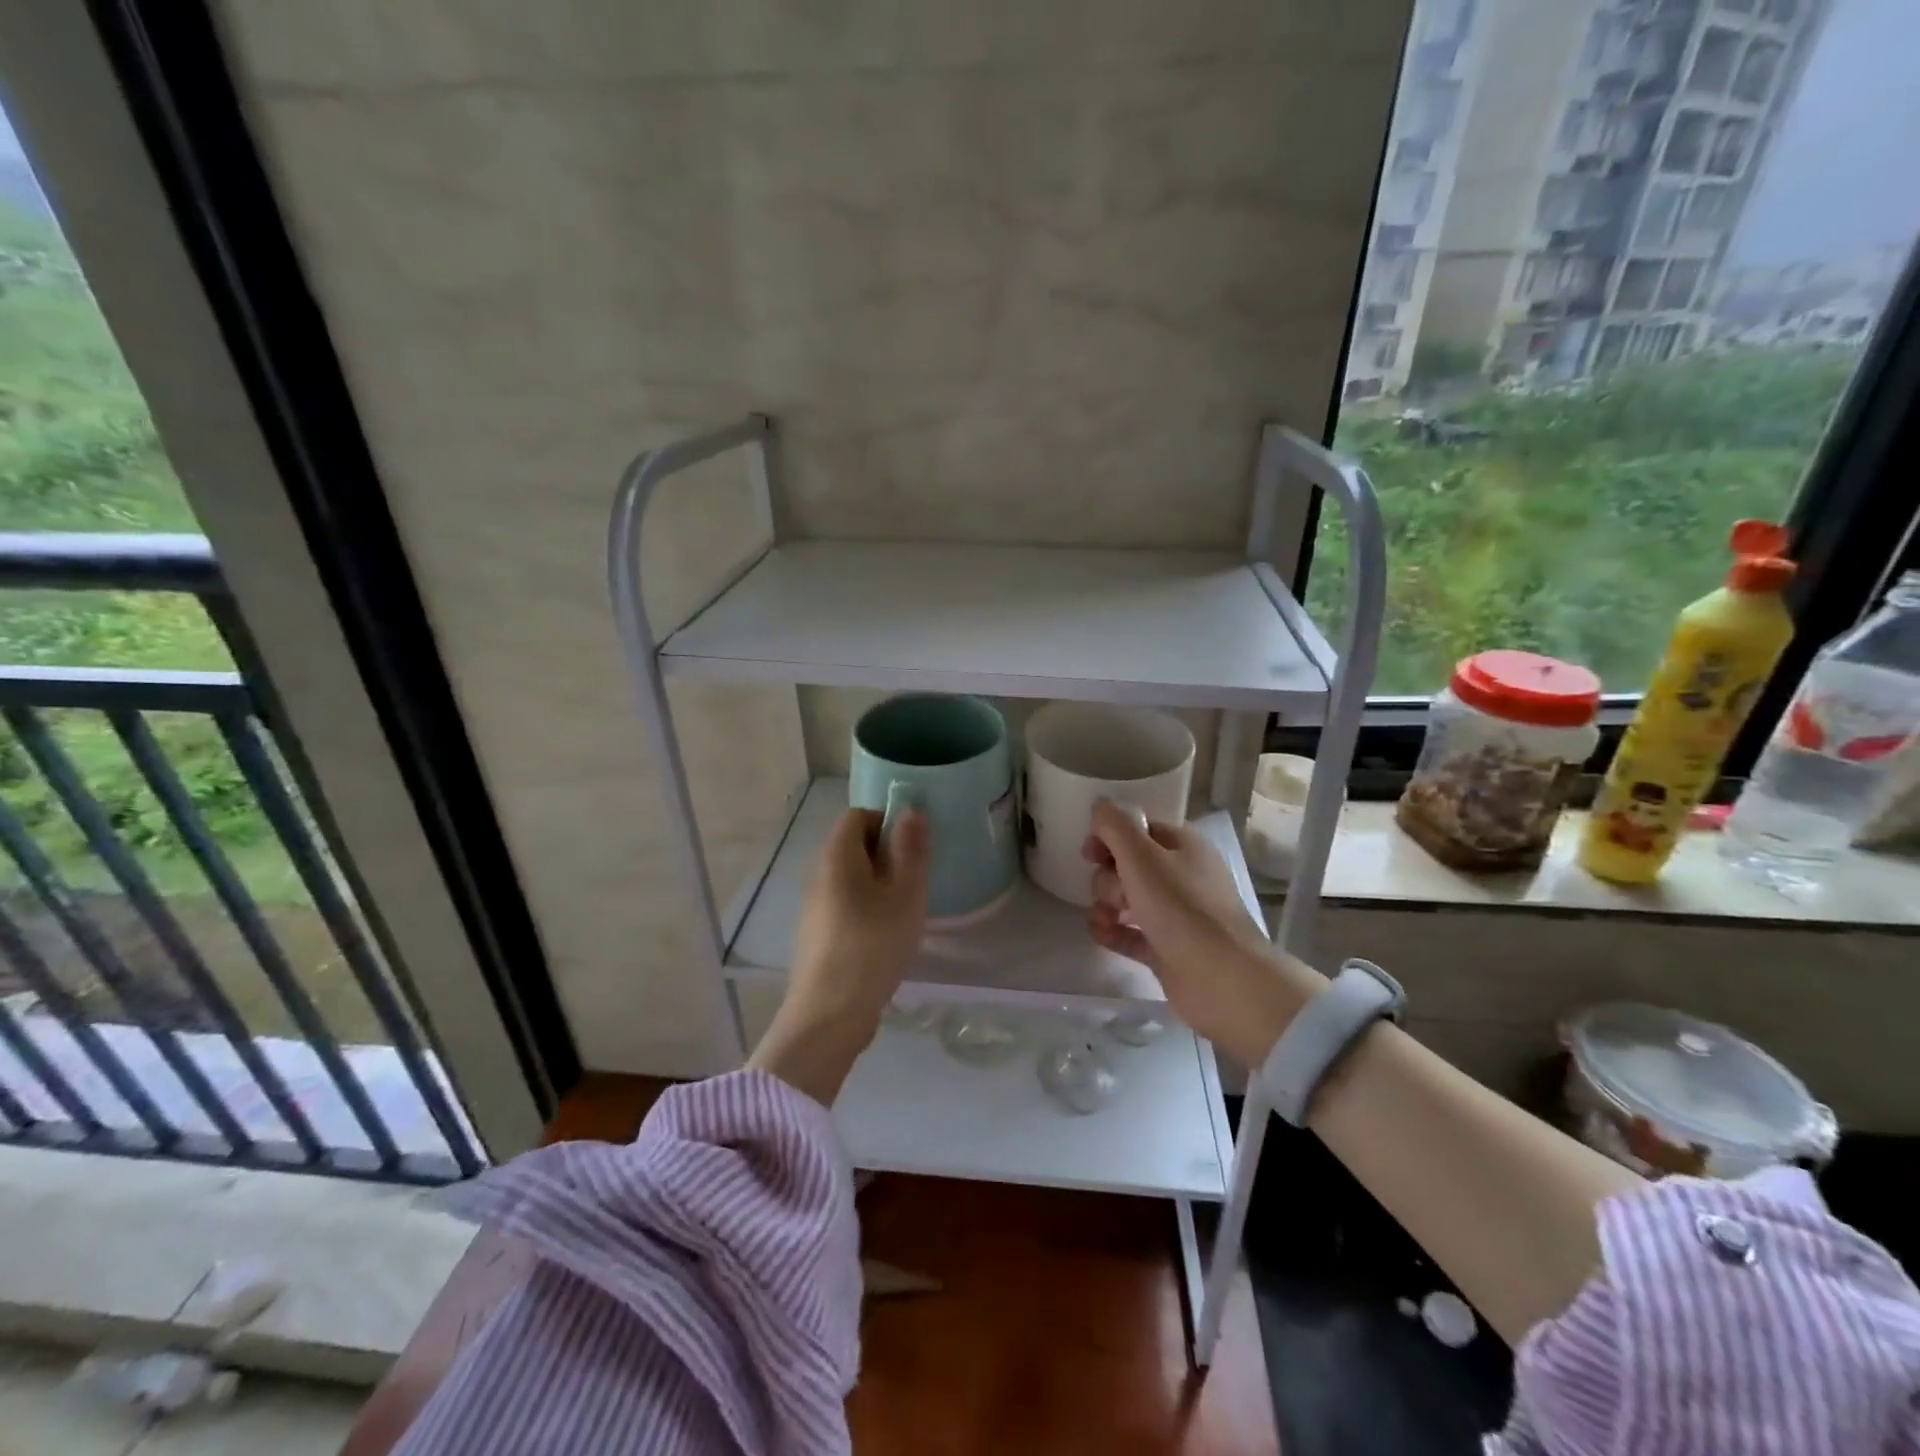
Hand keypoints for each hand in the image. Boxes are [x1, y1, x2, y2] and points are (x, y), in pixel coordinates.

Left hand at [749, 807, 928, 1102]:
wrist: (830, 1014)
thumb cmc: (873, 945)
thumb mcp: (905, 893)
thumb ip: (910, 848)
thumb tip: (910, 809)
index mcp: (837, 855)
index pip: (859, 815)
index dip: (889, 822)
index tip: (915, 848)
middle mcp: (818, 872)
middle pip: (854, 845)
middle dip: (888, 854)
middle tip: (916, 881)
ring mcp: (814, 905)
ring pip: (851, 877)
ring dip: (880, 884)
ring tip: (905, 911)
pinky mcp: (817, 933)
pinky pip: (845, 903)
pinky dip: (867, 908)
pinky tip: (886, 936)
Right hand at [1082, 800, 1324, 1066]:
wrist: (1222, 978)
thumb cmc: (1181, 907)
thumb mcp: (1141, 856)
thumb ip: (1115, 827)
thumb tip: (1100, 805)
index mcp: (1183, 846)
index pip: (1138, 829)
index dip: (1110, 837)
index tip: (1089, 852)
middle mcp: (1181, 875)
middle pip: (1129, 865)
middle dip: (1109, 877)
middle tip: (1114, 895)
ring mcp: (1176, 914)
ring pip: (1128, 899)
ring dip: (1107, 905)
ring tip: (1105, 920)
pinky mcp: (1168, 948)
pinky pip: (1131, 933)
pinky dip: (1114, 932)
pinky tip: (1101, 935)